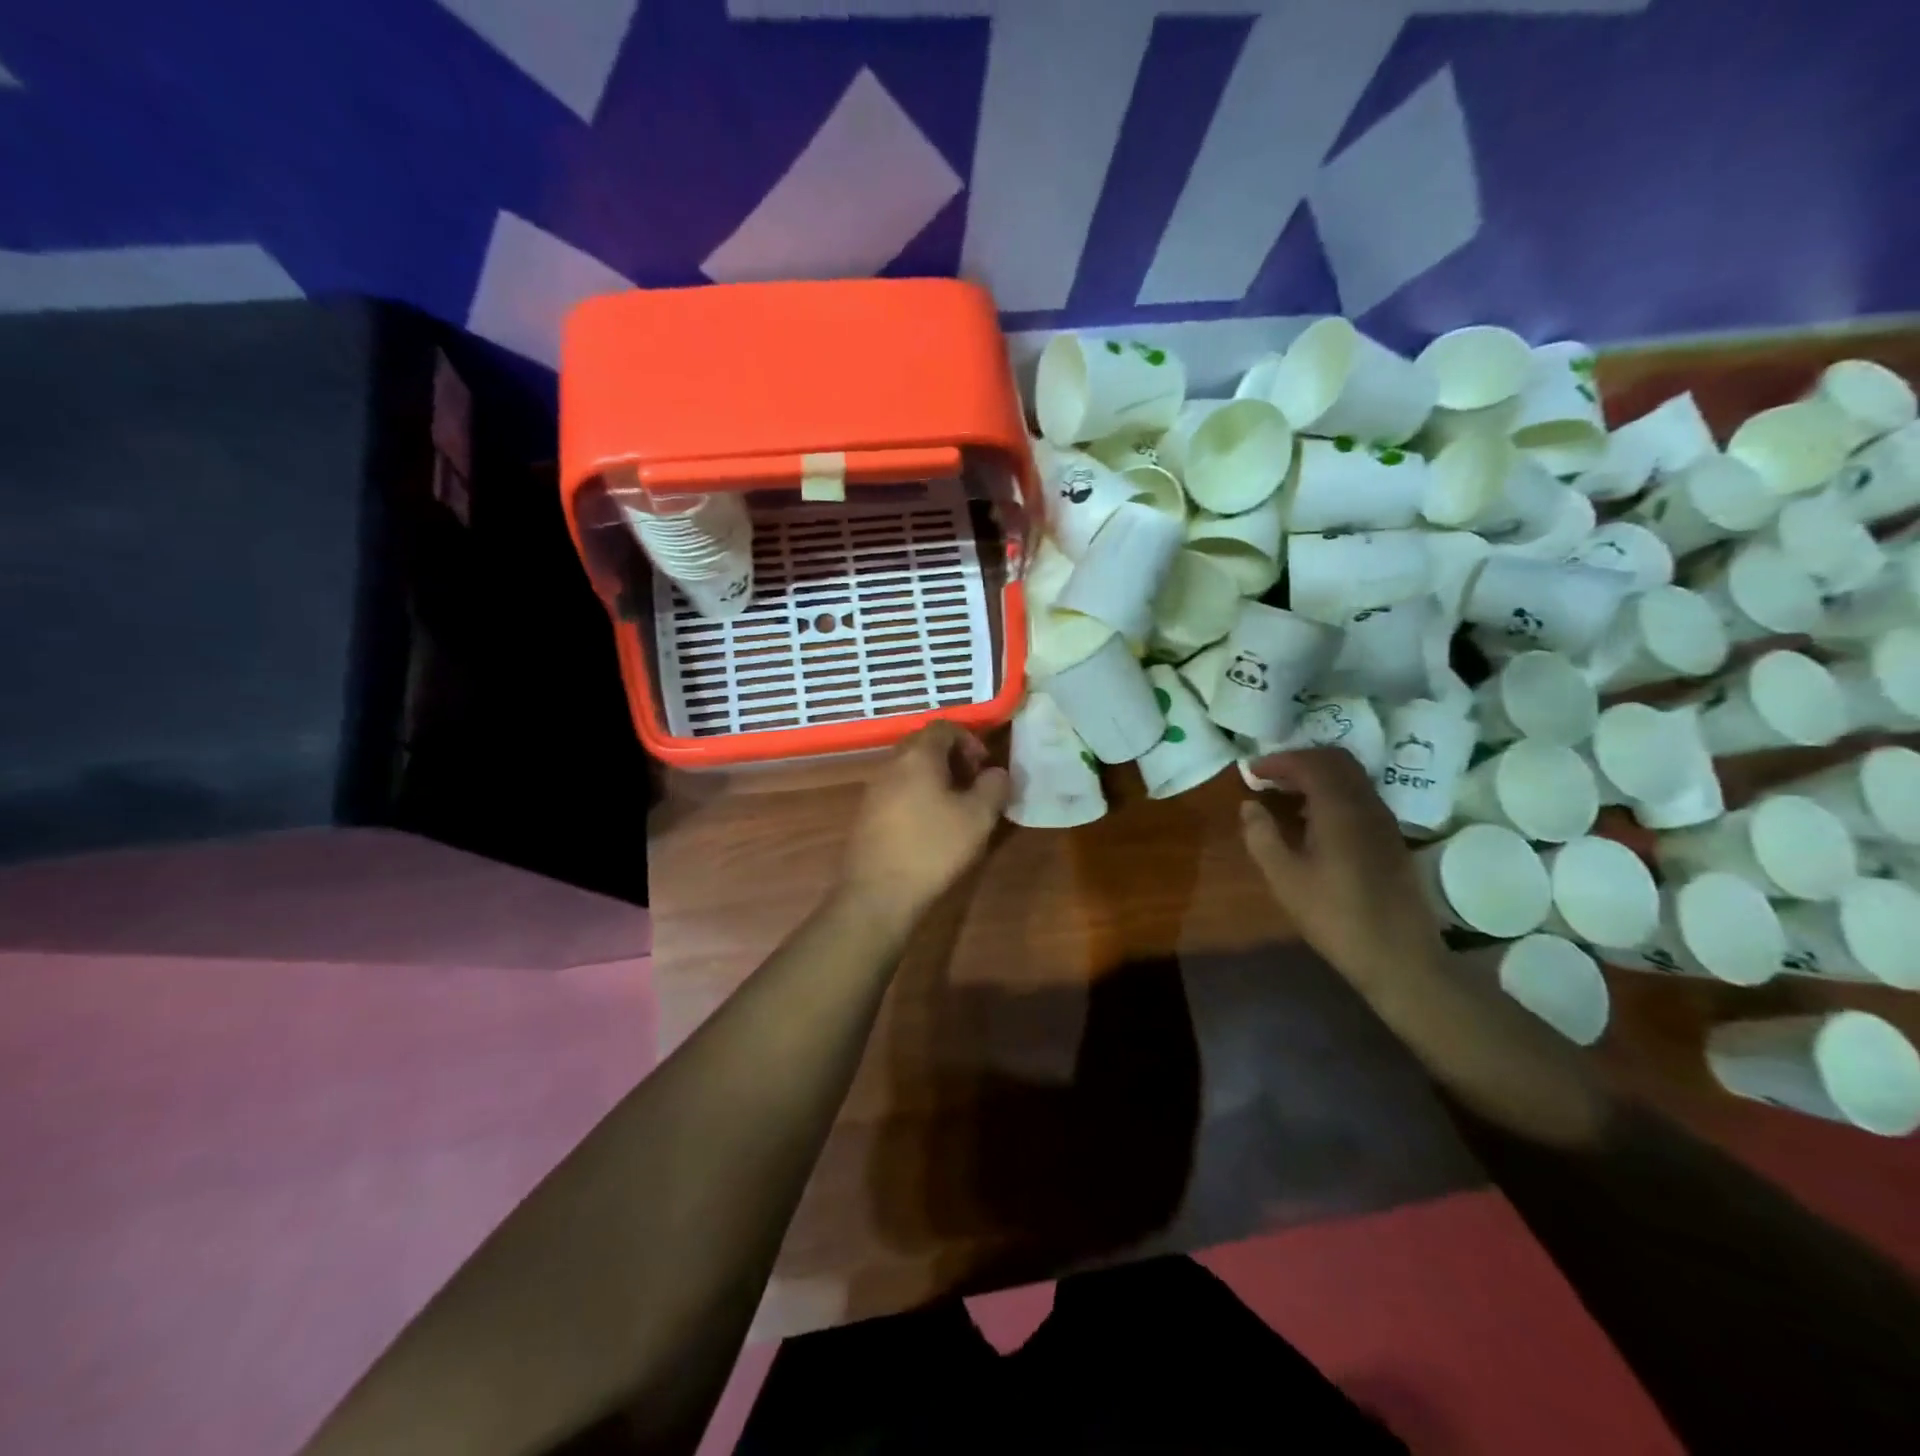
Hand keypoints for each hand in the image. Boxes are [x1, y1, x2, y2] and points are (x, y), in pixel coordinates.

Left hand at [841, 722, 1009, 927]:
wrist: (878, 893)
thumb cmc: (933, 848)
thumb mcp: (978, 817)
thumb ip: (994, 786)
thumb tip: (996, 773)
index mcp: (918, 755)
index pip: (945, 726)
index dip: (970, 740)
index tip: (985, 767)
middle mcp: (891, 763)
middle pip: (925, 744)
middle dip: (954, 758)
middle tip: (974, 785)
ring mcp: (875, 788)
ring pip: (911, 768)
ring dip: (936, 778)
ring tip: (957, 807)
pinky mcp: (867, 813)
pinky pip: (898, 789)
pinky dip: (919, 795)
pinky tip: (932, 826)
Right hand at [1239, 748, 1447, 990]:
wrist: (1399, 956)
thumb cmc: (1334, 916)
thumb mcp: (1285, 878)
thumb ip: (1262, 836)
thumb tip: (1250, 805)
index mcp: (1339, 809)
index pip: (1310, 763)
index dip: (1278, 761)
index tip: (1251, 771)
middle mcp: (1367, 804)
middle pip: (1336, 761)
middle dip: (1300, 761)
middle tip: (1269, 777)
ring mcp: (1384, 821)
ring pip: (1351, 777)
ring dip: (1318, 776)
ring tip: (1286, 796)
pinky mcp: (1391, 838)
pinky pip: (1360, 796)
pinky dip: (1333, 793)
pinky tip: (1314, 821)